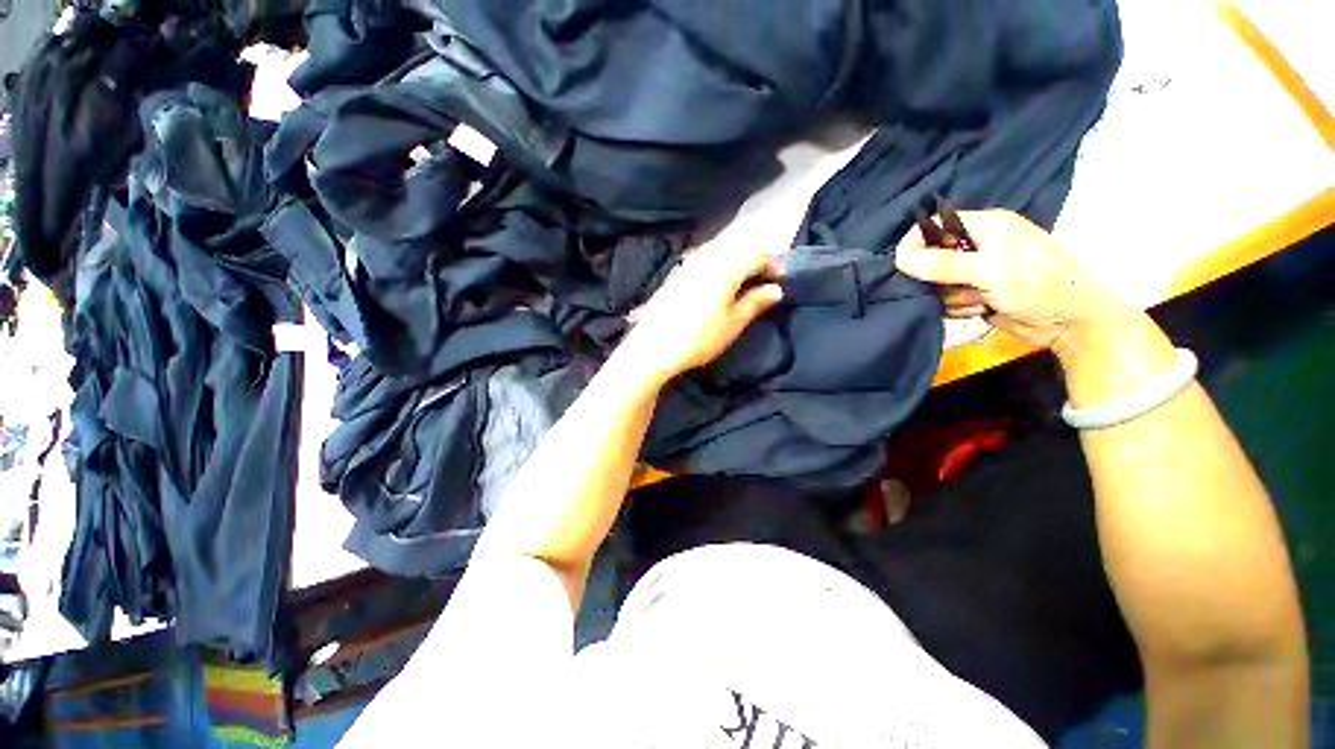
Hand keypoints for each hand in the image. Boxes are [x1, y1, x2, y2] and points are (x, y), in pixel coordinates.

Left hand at [616, 239, 782, 385]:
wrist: (653, 347)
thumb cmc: (699, 338)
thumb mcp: (733, 324)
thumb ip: (755, 303)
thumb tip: (776, 289)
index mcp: (726, 268)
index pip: (757, 254)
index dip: (773, 263)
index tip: (781, 277)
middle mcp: (708, 257)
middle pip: (738, 244)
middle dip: (756, 254)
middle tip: (765, 274)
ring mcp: (689, 262)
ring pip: (720, 246)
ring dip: (737, 254)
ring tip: (745, 275)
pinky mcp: (677, 272)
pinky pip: (705, 254)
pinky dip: (719, 258)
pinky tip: (718, 277)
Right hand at [895, 209, 1124, 351]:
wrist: (1068, 322)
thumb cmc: (1037, 284)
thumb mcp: (989, 269)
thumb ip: (943, 264)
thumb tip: (899, 258)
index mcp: (985, 226)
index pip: (934, 226)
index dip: (916, 243)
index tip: (905, 265)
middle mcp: (977, 245)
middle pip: (931, 258)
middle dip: (939, 278)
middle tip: (957, 285)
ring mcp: (976, 272)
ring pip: (938, 284)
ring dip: (952, 297)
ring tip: (978, 300)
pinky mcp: (975, 293)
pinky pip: (947, 300)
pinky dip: (958, 308)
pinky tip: (979, 309)